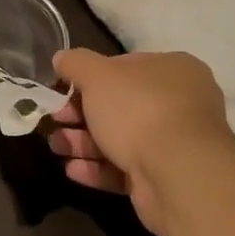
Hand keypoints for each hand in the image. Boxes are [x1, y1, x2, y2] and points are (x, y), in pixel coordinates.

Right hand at [48, 49, 234, 235]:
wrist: (177, 174)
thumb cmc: (139, 110)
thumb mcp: (99, 77)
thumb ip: (76, 63)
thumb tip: (61, 57)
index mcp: (173, 70)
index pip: (125, 67)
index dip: (90, 78)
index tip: (62, 89)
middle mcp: (180, 104)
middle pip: (120, 106)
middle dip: (81, 114)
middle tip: (55, 121)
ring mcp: (174, 144)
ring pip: (120, 139)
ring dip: (84, 143)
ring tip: (57, 147)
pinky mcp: (164, 178)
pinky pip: (125, 169)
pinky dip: (98, 169)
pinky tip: (73, 170)